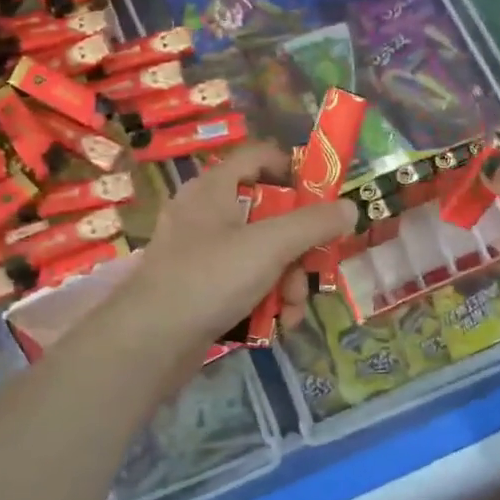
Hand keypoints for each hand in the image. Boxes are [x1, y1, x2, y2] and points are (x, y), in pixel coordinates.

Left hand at [121, 143, 356, 350]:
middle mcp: (205, 214)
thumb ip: (313, 224)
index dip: (292, 169)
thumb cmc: (209, 278)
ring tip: (291, 311)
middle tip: (313, 270)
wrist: (149, 342)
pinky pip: (243, 282)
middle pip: (268, 215)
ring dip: (286, 282)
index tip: (321, 197)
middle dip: (298, 248)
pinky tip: (276, 325)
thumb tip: (350, 207)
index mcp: (214, 188)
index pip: (258, 157)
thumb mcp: (270, 245)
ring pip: (260, 254)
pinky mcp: (199, 288)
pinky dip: (263, 299)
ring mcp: (200, 253)